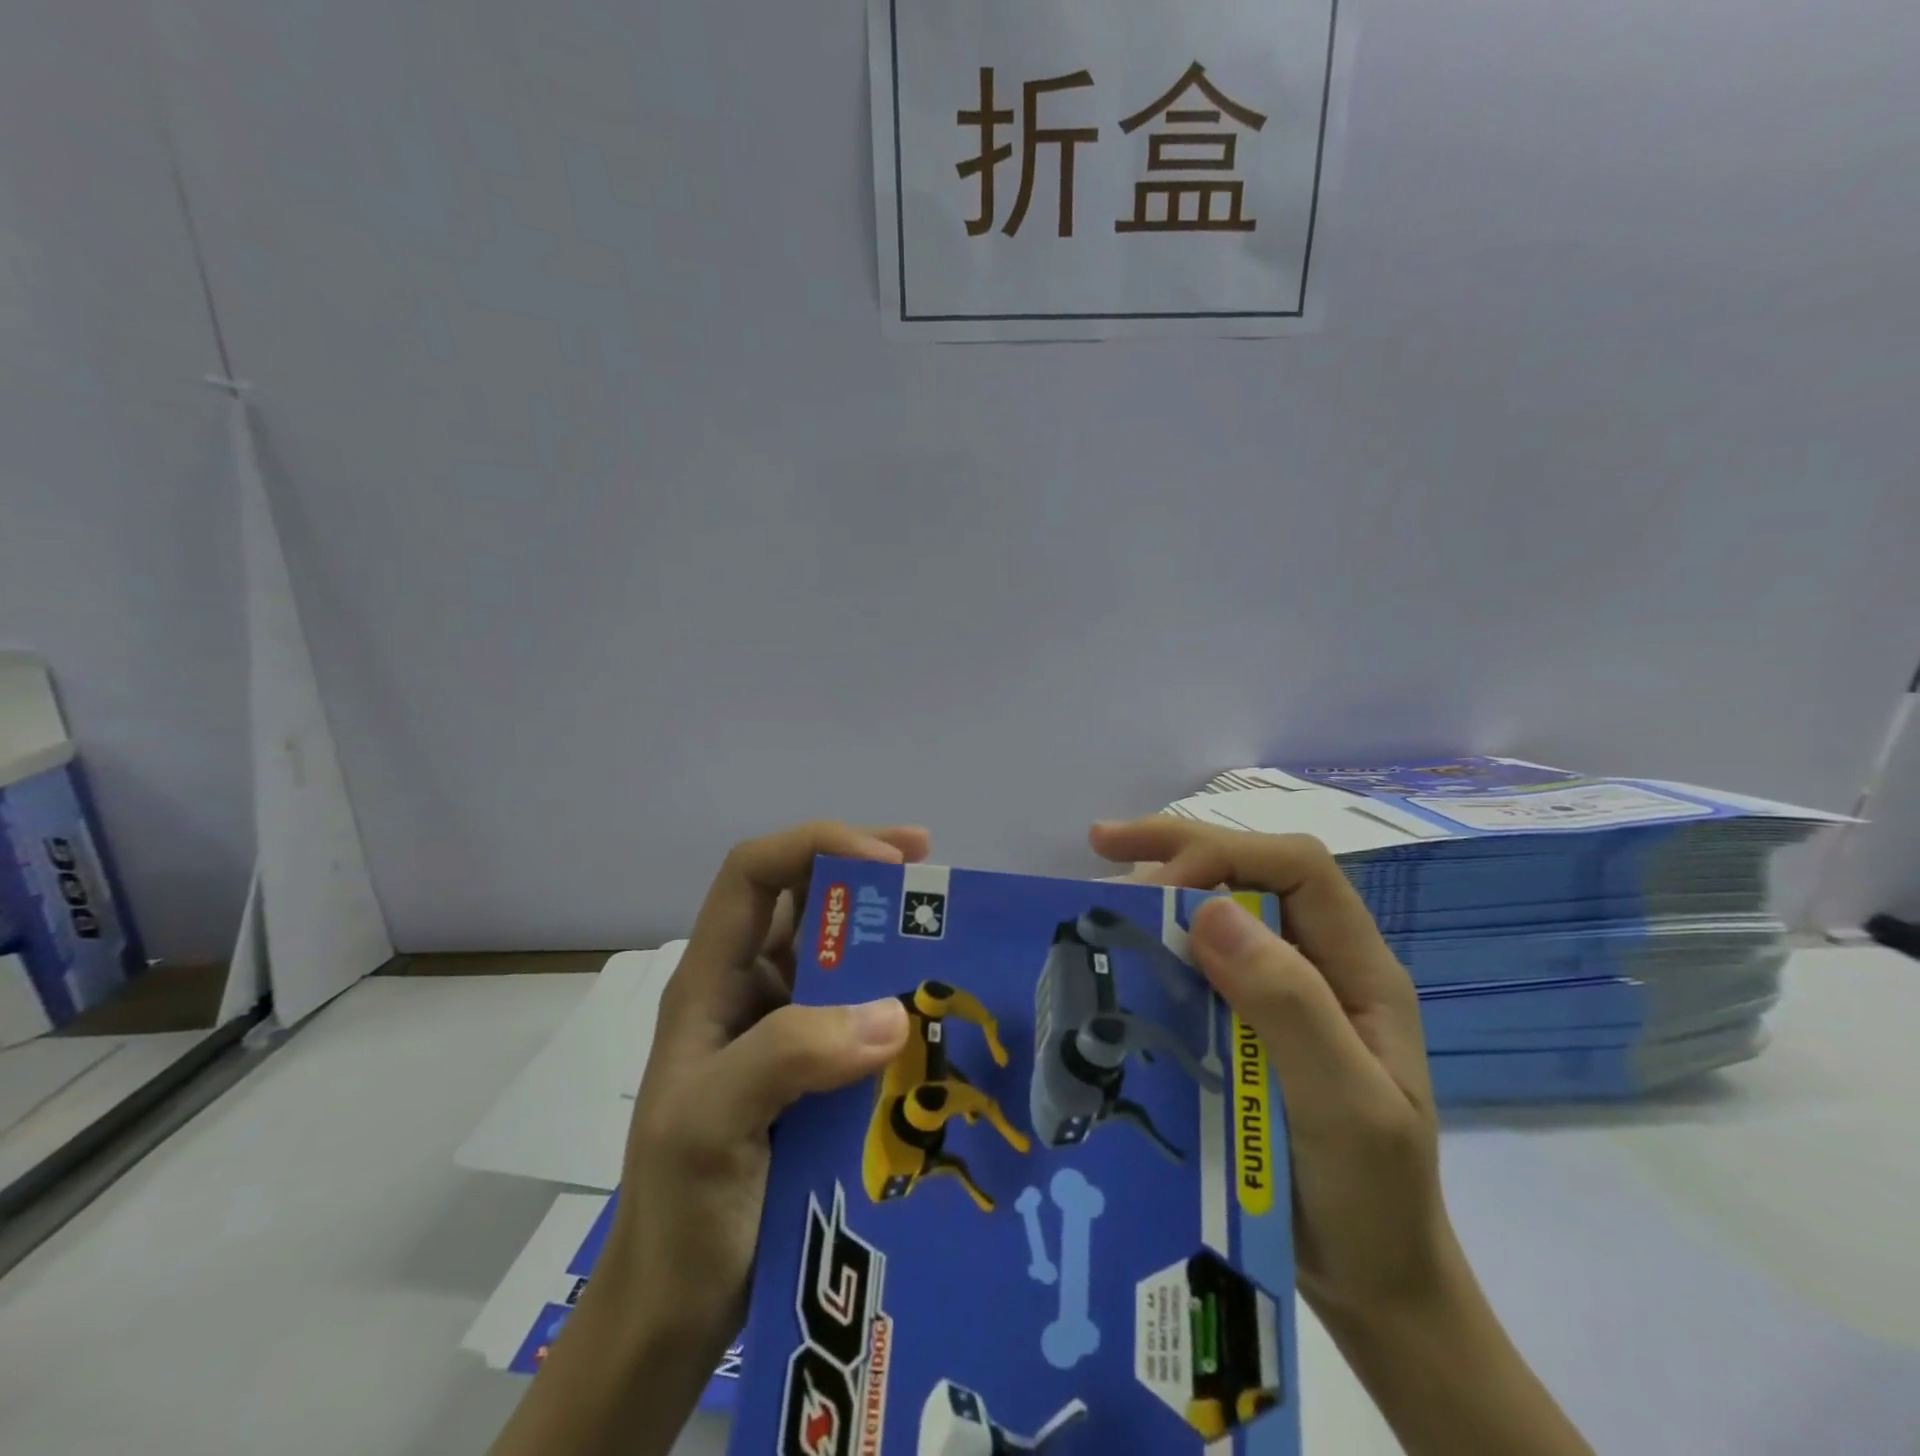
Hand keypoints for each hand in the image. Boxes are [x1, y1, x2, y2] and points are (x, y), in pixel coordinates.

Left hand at [611, 820, 926, 1352]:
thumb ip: (787, 1057)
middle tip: (933, 871)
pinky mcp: (817, 1070)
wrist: (679, 1309)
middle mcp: (750, 989)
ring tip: (949, 930)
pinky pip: (863, 1012)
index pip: (754, 873)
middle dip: (866, 872)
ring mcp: (785, 1029)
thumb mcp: (708, 1125)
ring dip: (889, 934)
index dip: (816, 845)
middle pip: (805, 898)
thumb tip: (893, 1012)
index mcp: (711, 979)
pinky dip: (900, 997)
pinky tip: (940, 1012)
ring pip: (840, 952)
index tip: (888, 862)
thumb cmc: (678, 1211)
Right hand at [1092, 816, 1593, 1455]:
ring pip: (1223, 909)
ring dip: (1163, 888)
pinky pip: (1201, 960)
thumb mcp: (1343, 1107)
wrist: (1372, 1284)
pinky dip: (1159, 941)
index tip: (1156, 887)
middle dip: (1179, 848)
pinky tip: (1123, 948)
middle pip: (1254, 871)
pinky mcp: (1249, 1022)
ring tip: (1101, 891)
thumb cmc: (1370, 1201)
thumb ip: (1290, 1007)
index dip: (1224, 856)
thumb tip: (1210, 912)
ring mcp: (1286, 992)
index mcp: (1359, 968)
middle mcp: (1321, 964)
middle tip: (1101, 844)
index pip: (1297, 867)